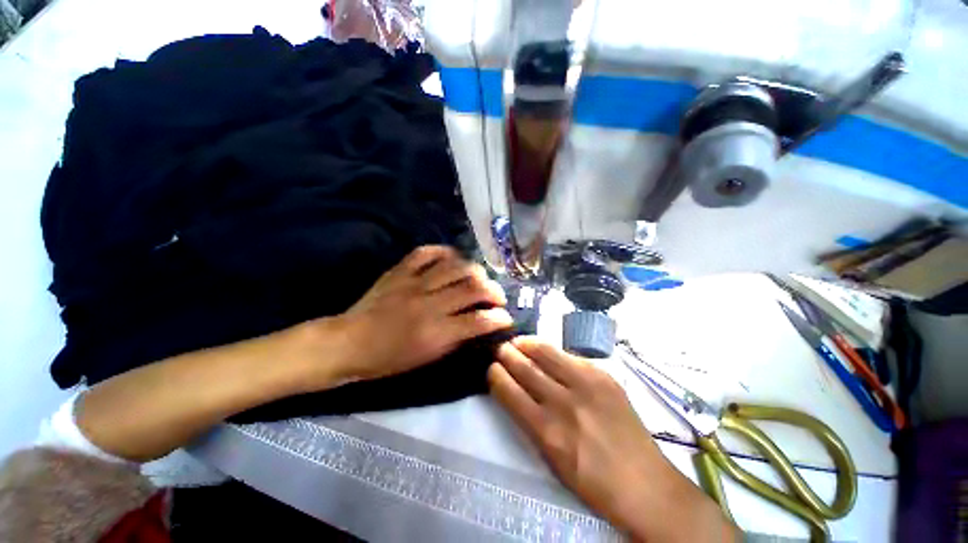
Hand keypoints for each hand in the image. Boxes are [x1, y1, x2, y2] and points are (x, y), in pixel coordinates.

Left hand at [332, 245, 512, 381]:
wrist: (348, 342)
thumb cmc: (388, 359)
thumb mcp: (426, 359)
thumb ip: (455, 339)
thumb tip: (477, 324)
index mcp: (435, 332)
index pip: (478, 320)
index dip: (499, 318)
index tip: (506, 317)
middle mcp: (429, 303)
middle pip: (472, 287)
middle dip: (493, 290)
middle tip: (497, 296)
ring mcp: (414, 282)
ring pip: (455, 266)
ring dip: (475, 271)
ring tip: (479, 278)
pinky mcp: (400, 270)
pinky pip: (427, 252)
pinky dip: (445, 252)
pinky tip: (453, 259)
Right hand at [489, 338, 735, 541]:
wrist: (645, 484)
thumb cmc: (591, 480)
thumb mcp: (550, 458)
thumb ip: (530, 420)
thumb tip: (515, 390)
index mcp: (546, 432)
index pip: (510, 392)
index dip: (496, 375)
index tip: (491, 367)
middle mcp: (563, 403)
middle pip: (525, 368)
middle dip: (507, 355)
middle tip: (501, 349)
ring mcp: (586, 385)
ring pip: (545, 353)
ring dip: (526, 345)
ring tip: (517, 342)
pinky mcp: (603, 376)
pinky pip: (569, 355)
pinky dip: (550, 350)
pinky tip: (543, 348)